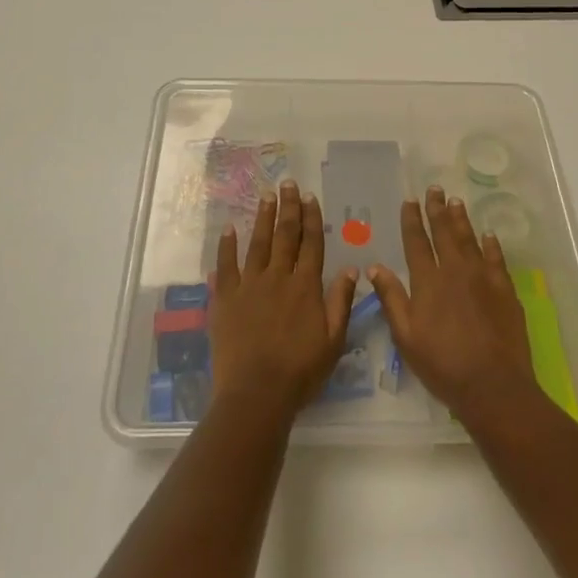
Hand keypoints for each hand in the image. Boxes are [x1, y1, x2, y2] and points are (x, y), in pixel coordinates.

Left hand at [209, 181, 356, 419]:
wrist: (256, 393)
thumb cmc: (300, 372)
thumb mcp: (333, 341)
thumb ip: (341, 302)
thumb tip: (351, 268)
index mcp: (305, 286)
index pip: (311, 244)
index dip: (311, 218)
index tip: (310, 197)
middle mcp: (278, 277)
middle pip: (284, 235)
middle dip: (288, 207)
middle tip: (288, 183)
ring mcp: (249, 285)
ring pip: (257, 243)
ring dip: (262, 217)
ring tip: (266, 196)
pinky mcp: (225, 298)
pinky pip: (225, 265)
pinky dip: (227, 246)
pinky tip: (229, 229)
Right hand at [369, 186, 538, 424]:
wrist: (492, 384)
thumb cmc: (442, 364)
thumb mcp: (406, 336)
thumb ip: (391, 298)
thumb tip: (374, 267)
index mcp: (428, 281)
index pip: (416, 242)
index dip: (412, 220)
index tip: (410, 200)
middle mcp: (455, 271)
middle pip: (444, 233)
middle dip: (437, 210)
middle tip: (435, 189)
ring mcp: (483, 278)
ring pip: (470, 240)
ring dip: (461, 220)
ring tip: (456, 202)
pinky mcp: (505, 290)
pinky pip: (496, 259)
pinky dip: (491, 245)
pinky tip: (488, 235)